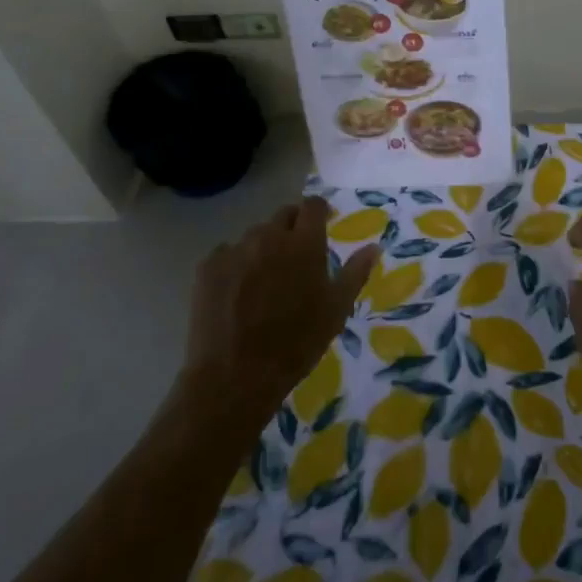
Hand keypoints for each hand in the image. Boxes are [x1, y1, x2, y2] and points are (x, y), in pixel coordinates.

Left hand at [167, 198, 378, 434]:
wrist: (235, 375)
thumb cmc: (296, 342)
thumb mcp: (336, 310)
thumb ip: (355, 273)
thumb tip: (374, 247)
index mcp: (304, 243)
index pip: (312, 205)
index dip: (318, 211)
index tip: (322, 223)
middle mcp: (269, 236)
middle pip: (283, 216)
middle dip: (292, 228)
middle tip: (295, 256)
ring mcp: (235, 249)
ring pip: (254, 236)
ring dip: (264, 247)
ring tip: (264, 279)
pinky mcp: (208, 267)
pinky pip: (226, 253)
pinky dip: (235, 264)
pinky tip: (236, 292)